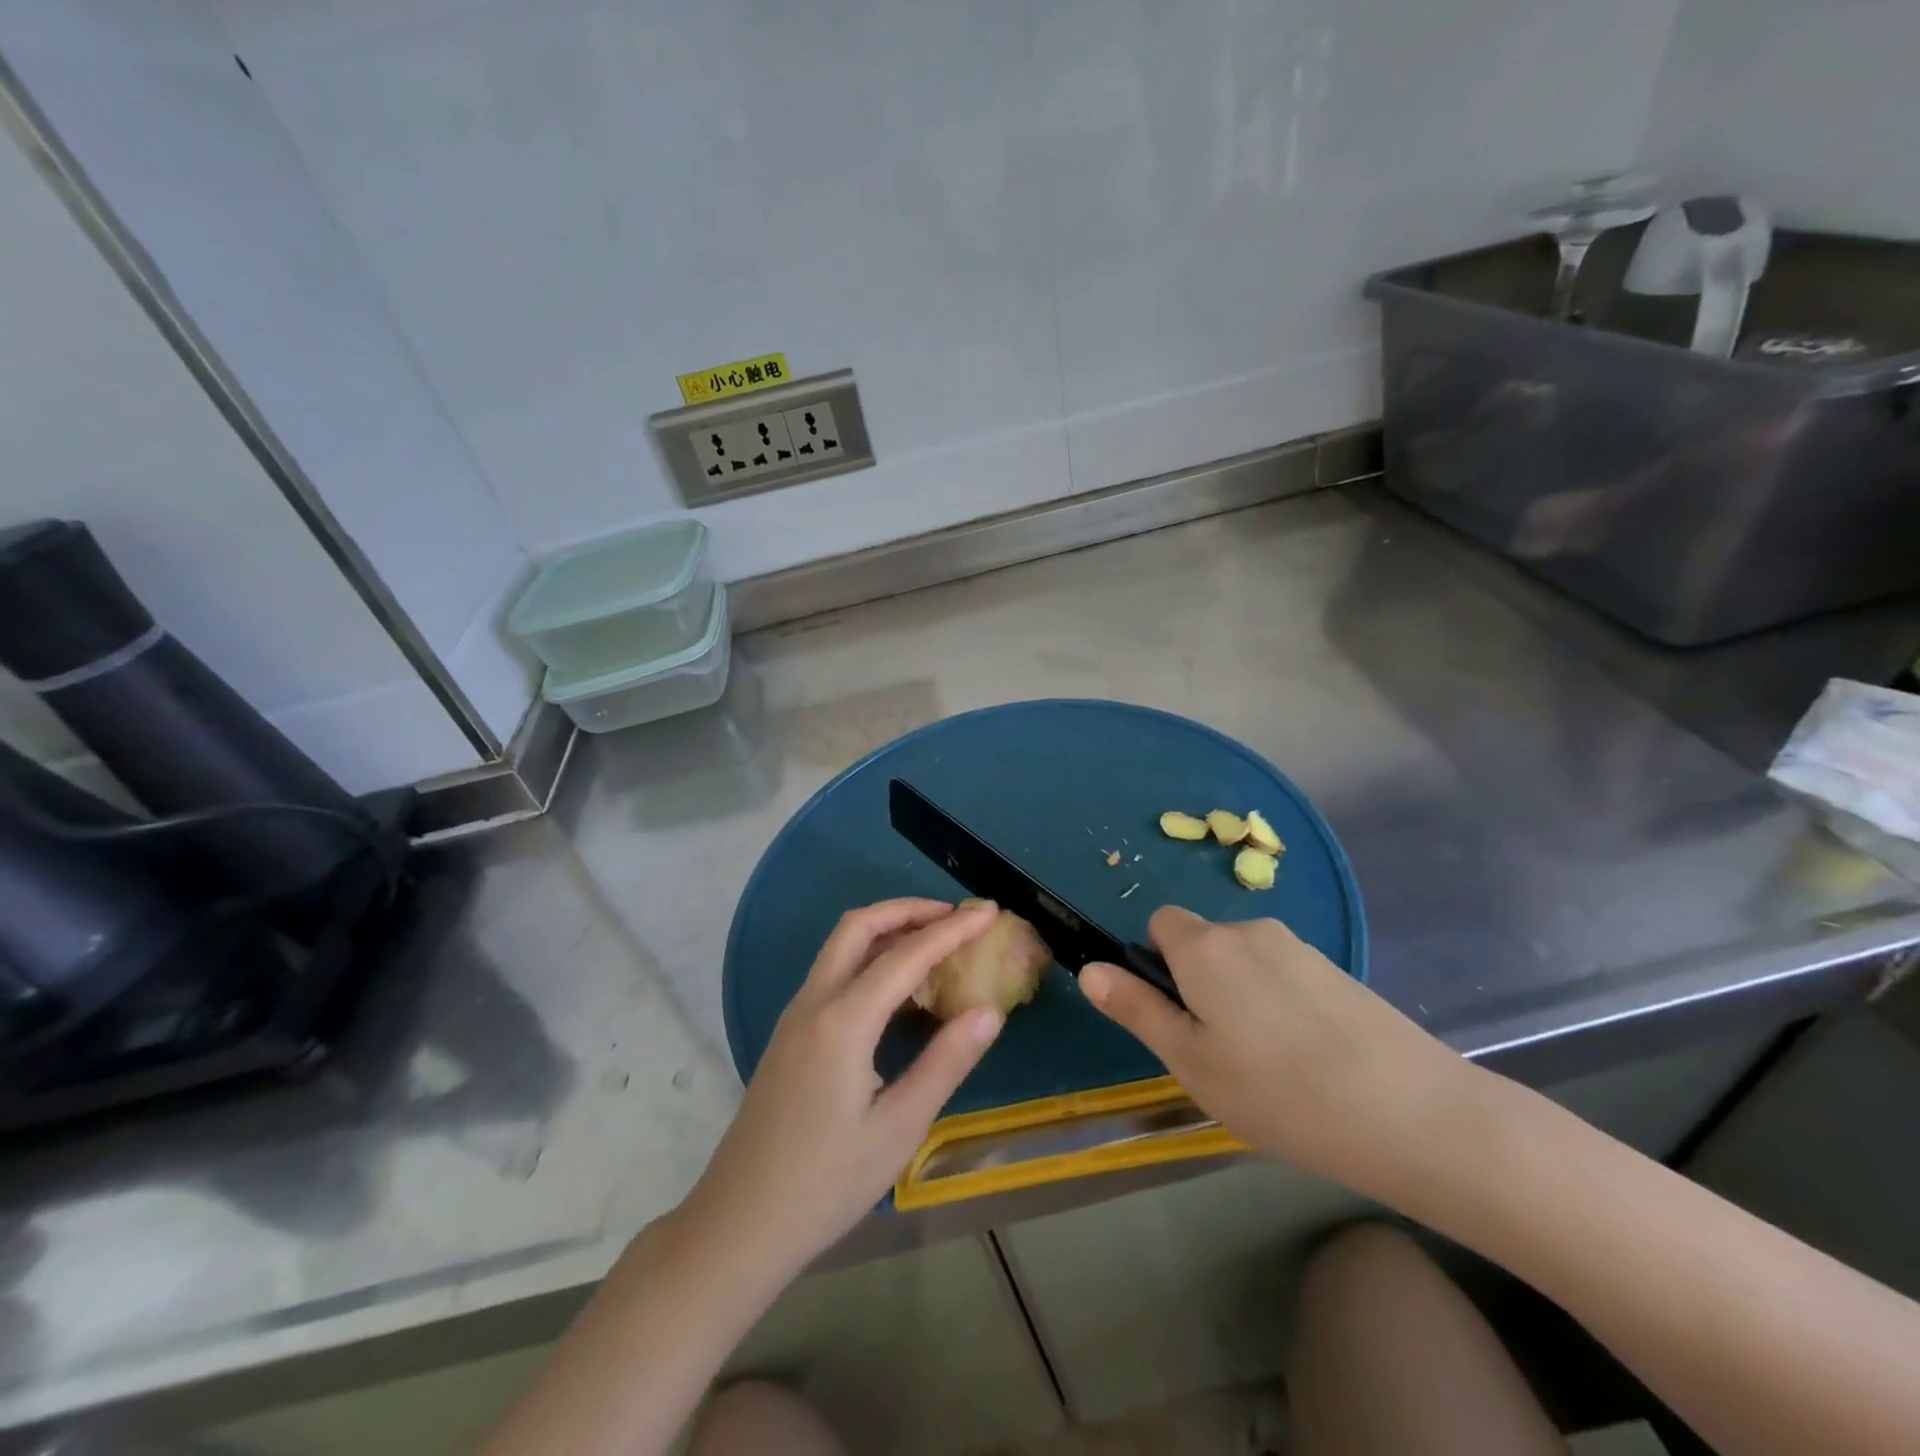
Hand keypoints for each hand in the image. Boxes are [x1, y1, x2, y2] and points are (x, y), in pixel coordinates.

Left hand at [681, 898, 1002, 1283]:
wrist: (739, 1223)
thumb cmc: (825, 1183)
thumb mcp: (898, 1128)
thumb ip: (945, 1063)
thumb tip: (988, 1011)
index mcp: (842, 1022)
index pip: (905, 956)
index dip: (951, 930)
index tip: (988, 912)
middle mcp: (814, 1003)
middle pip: (859, 927)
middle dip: (908, 910)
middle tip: (955, 916)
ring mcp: (796, 1015)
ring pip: (841, 946)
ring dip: (886, 929)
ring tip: (934, 941)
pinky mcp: (790, 1033)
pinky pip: (834, 972)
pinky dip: (869, 957)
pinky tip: (898, 987)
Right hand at [1079, 907, 1482, 1201]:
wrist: (1417, 1115)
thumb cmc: (1280, 1093)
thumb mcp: (1191, 1062)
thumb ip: (1137, 1010)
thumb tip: (1089, 969)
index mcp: (1205, 946)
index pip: (1160, 922)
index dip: (1156, 963)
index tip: (1177, 1016)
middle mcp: (1250, 930)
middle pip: (1203, 943)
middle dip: (1199, 985)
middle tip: (1221, 1055)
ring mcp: (1301, 948)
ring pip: (1246, 964)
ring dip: (1242, 999)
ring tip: (1270, 1068)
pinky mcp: (1340, 971)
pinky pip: (1285, 977)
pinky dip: (1282, 1006)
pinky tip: (1311, 1063)